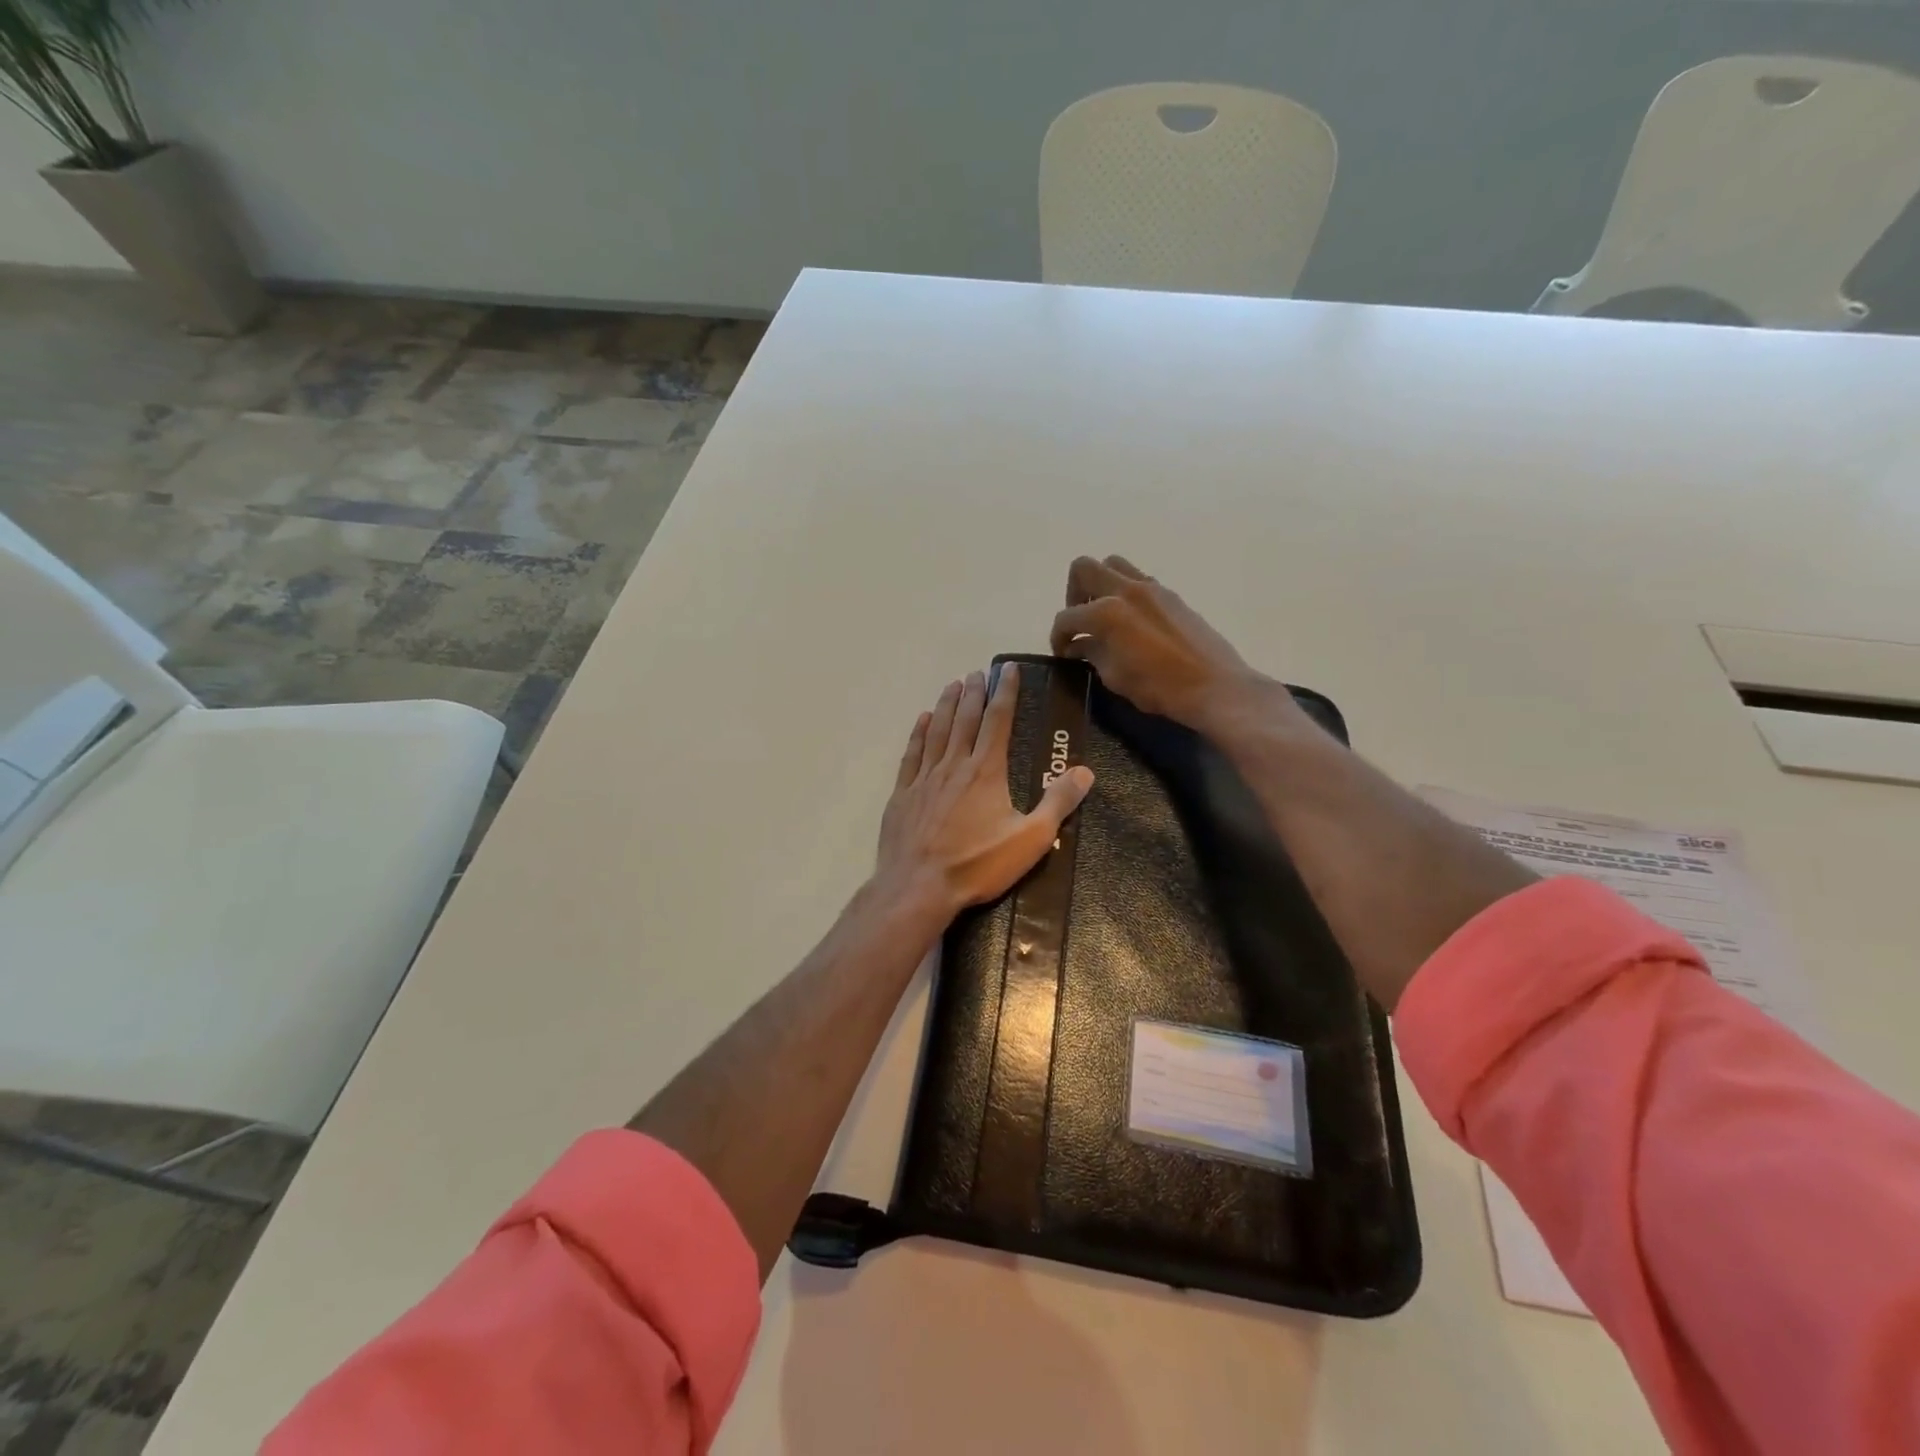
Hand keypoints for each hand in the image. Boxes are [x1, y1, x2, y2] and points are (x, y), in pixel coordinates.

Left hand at [876, 666, 1094, 918]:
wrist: (918, 888)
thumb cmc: (977, 865)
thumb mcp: (1030, 839)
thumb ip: (1058, 803)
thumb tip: (1085, 771)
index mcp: (986, 771)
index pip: (998, 720)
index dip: (1005, 692)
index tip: (1008, 670)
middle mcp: (954, 765)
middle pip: (965, 719)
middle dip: (974, 693)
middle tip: (978, 672)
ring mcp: (924, 777)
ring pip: (937, 730)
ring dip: (946, 705)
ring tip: (952, 684)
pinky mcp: (903, 794)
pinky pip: (912, 754)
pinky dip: (918, 733)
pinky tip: (922, 720)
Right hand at [1049, 556, 1286, 733]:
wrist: (1215, 686)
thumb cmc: (1159, 688)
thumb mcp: (1115, 676)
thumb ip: (1092, 653)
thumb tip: (1079, 645)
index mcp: (1107, 612)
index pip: (1067, 617)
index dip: (1058, 636)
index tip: (1062, 652)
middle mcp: (1126, 590)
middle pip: (1084, 569)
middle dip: (1073, 594)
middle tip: (1080, 621)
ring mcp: (1152, 588)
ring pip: (1113, 565)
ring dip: (1100, 585)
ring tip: (1103, 615)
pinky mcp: (1171, 595)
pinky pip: (1138, 579)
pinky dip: (1125, 592)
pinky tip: (1130, 621)